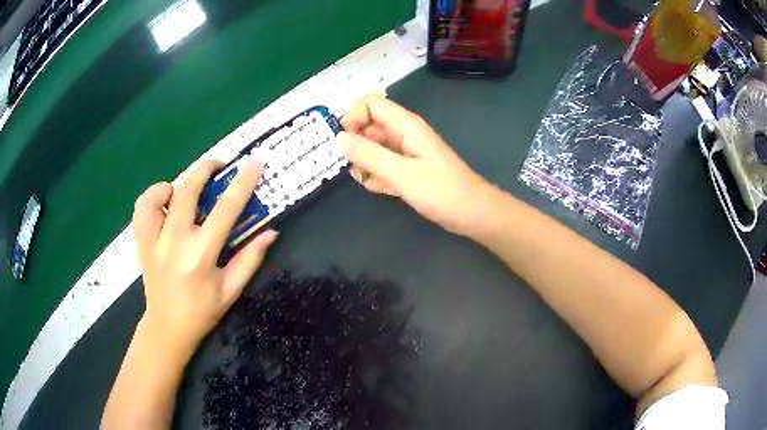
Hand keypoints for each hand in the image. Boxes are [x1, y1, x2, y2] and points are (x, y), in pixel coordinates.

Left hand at [132, 157, 277, 358]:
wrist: (168, 328)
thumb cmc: (202, 312)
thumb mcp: (231, 291)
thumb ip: (250, 259)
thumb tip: (271, 232)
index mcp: (201, 255)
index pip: (226, 210)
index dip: (243, 182)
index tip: (254, 161)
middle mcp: (175, 243)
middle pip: (187, 190)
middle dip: (205, 169)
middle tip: (217, 165)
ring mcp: (153, 242)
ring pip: (157, 195)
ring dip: (174, 184)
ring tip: (183, 189)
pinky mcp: (141, 244)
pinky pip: (141, 210)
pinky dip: (152, 198)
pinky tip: (163, 204)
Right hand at [337, 94, 494, 235]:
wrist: (472, 213)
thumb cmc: (441, 190)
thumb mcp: (400, 172)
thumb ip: (368, 154)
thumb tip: (337, 138)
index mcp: (405, 125)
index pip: (370, 104)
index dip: (352, 117)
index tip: (341, 142)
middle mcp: (403, 134)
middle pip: (368, 128)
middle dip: (355, 146)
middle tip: (353, 168)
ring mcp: (405, 153)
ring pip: (373, 149)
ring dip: (365, 165)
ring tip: (372, 182)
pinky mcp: (407, 170)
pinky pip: (383, 166)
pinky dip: (378, 177)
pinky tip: (384, 190)